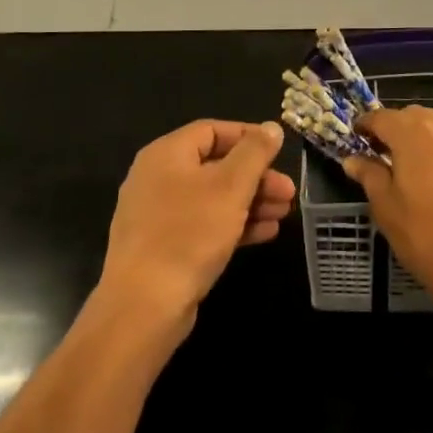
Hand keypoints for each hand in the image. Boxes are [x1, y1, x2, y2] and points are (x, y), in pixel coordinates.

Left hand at [99, 120, 293, 331]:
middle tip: (288, 192)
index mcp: (166, 154)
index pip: (212, 130)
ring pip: (213, 197)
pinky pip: (204, 224)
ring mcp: (158, 215)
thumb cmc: (189, 233)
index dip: (248, 137)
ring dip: (250, 202)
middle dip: (256, 177)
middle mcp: (158, 178)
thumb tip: (271, 127)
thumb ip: (254, 153)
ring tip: (284, 214)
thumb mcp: (231, 186)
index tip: (279, 151)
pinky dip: (233, 224)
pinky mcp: (164, 246)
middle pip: (215, 165)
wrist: (144, 305)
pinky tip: (265, 234)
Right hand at [345, 107, 432, 322]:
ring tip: (416, 169)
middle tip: (384, 156)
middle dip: (396, 130)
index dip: (366, 126)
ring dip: (424, 140)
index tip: (357, 138)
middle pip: (413, 117)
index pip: (381, 117)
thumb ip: (369, 176)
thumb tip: (353, 159)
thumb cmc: (428, 238)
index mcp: (413, 133)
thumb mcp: (387, 210)